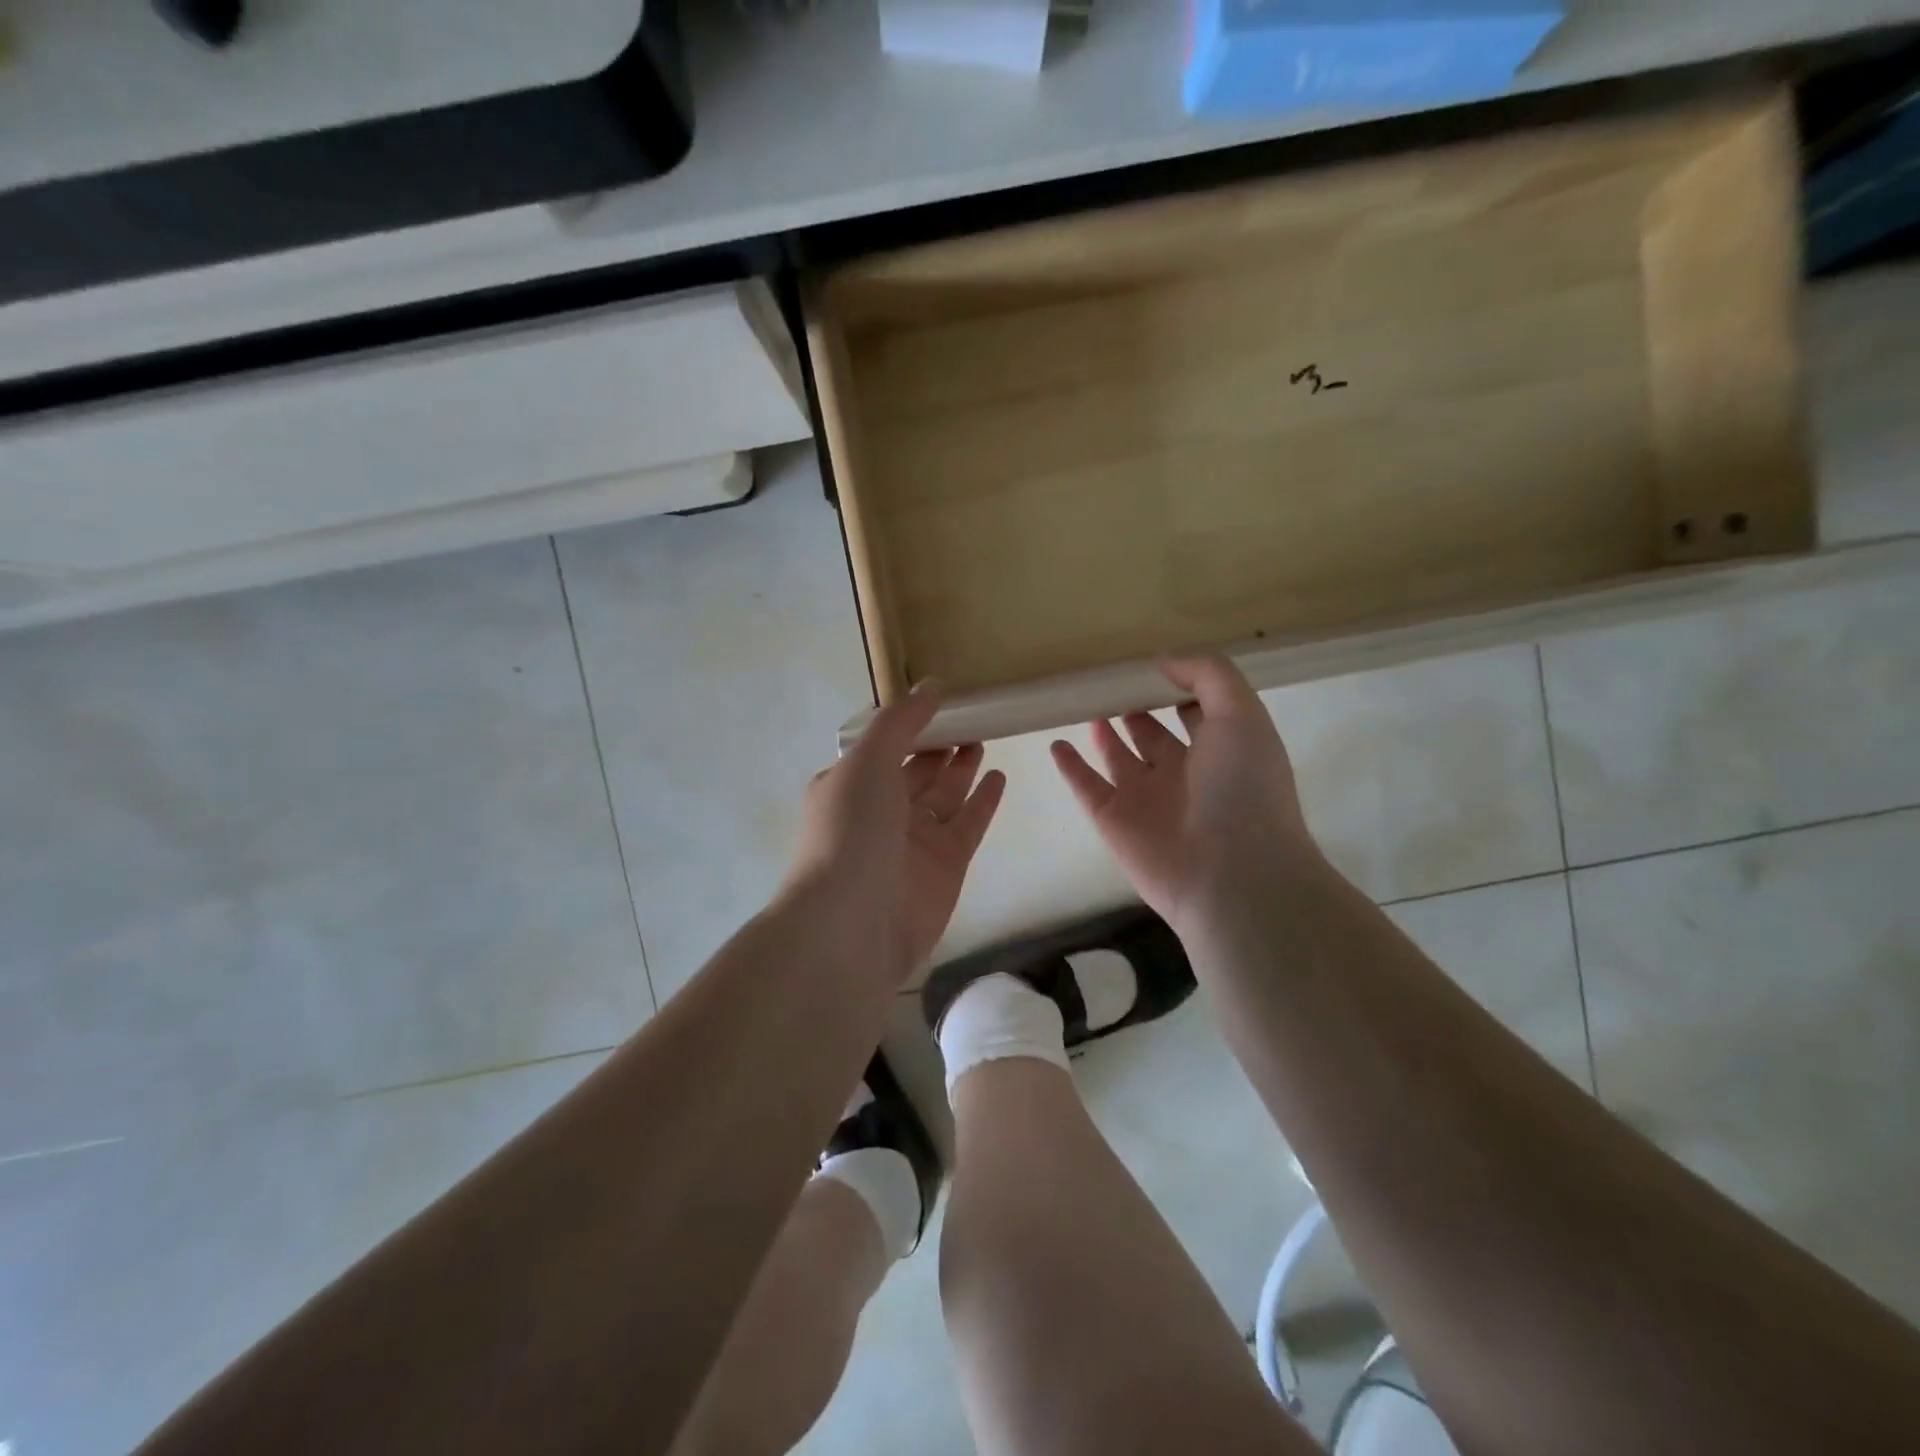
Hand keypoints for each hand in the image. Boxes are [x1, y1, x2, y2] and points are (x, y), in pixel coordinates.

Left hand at [787, 688, 1006, 982]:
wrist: (854, 925)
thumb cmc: (852, 832)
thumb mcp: (868, 762)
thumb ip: (900, 722)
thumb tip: (931, 685)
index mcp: (850, 785)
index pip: (883, 747)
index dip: (911, 724)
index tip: (942, 701)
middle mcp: (880, 812)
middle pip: (916, 770)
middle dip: (939, 745)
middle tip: (972, 717)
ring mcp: (914, 842)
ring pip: (944, 796)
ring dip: (962, 768)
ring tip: (985, 737)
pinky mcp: (945, 867)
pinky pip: (967, 825)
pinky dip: (983, 801)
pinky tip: (1000, 777)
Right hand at [1051, 657, 1316, 931]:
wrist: (1230, 874)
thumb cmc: (1243, 788)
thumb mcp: (1241, 714)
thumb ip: (1208, 676)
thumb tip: (1164, 662)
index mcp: (1221, 751)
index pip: (1197, 713)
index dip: (1178, 689)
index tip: (1150, 665)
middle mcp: (1184, 774)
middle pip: (1154, 735)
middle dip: (1137, 710)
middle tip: (1110, 683)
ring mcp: (1146, 799)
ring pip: (1118, 758)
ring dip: (1104, 734)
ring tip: (1085, 705)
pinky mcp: (1113, 820)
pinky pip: (1086, 786)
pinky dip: (1070, 767)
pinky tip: (1056, 745)